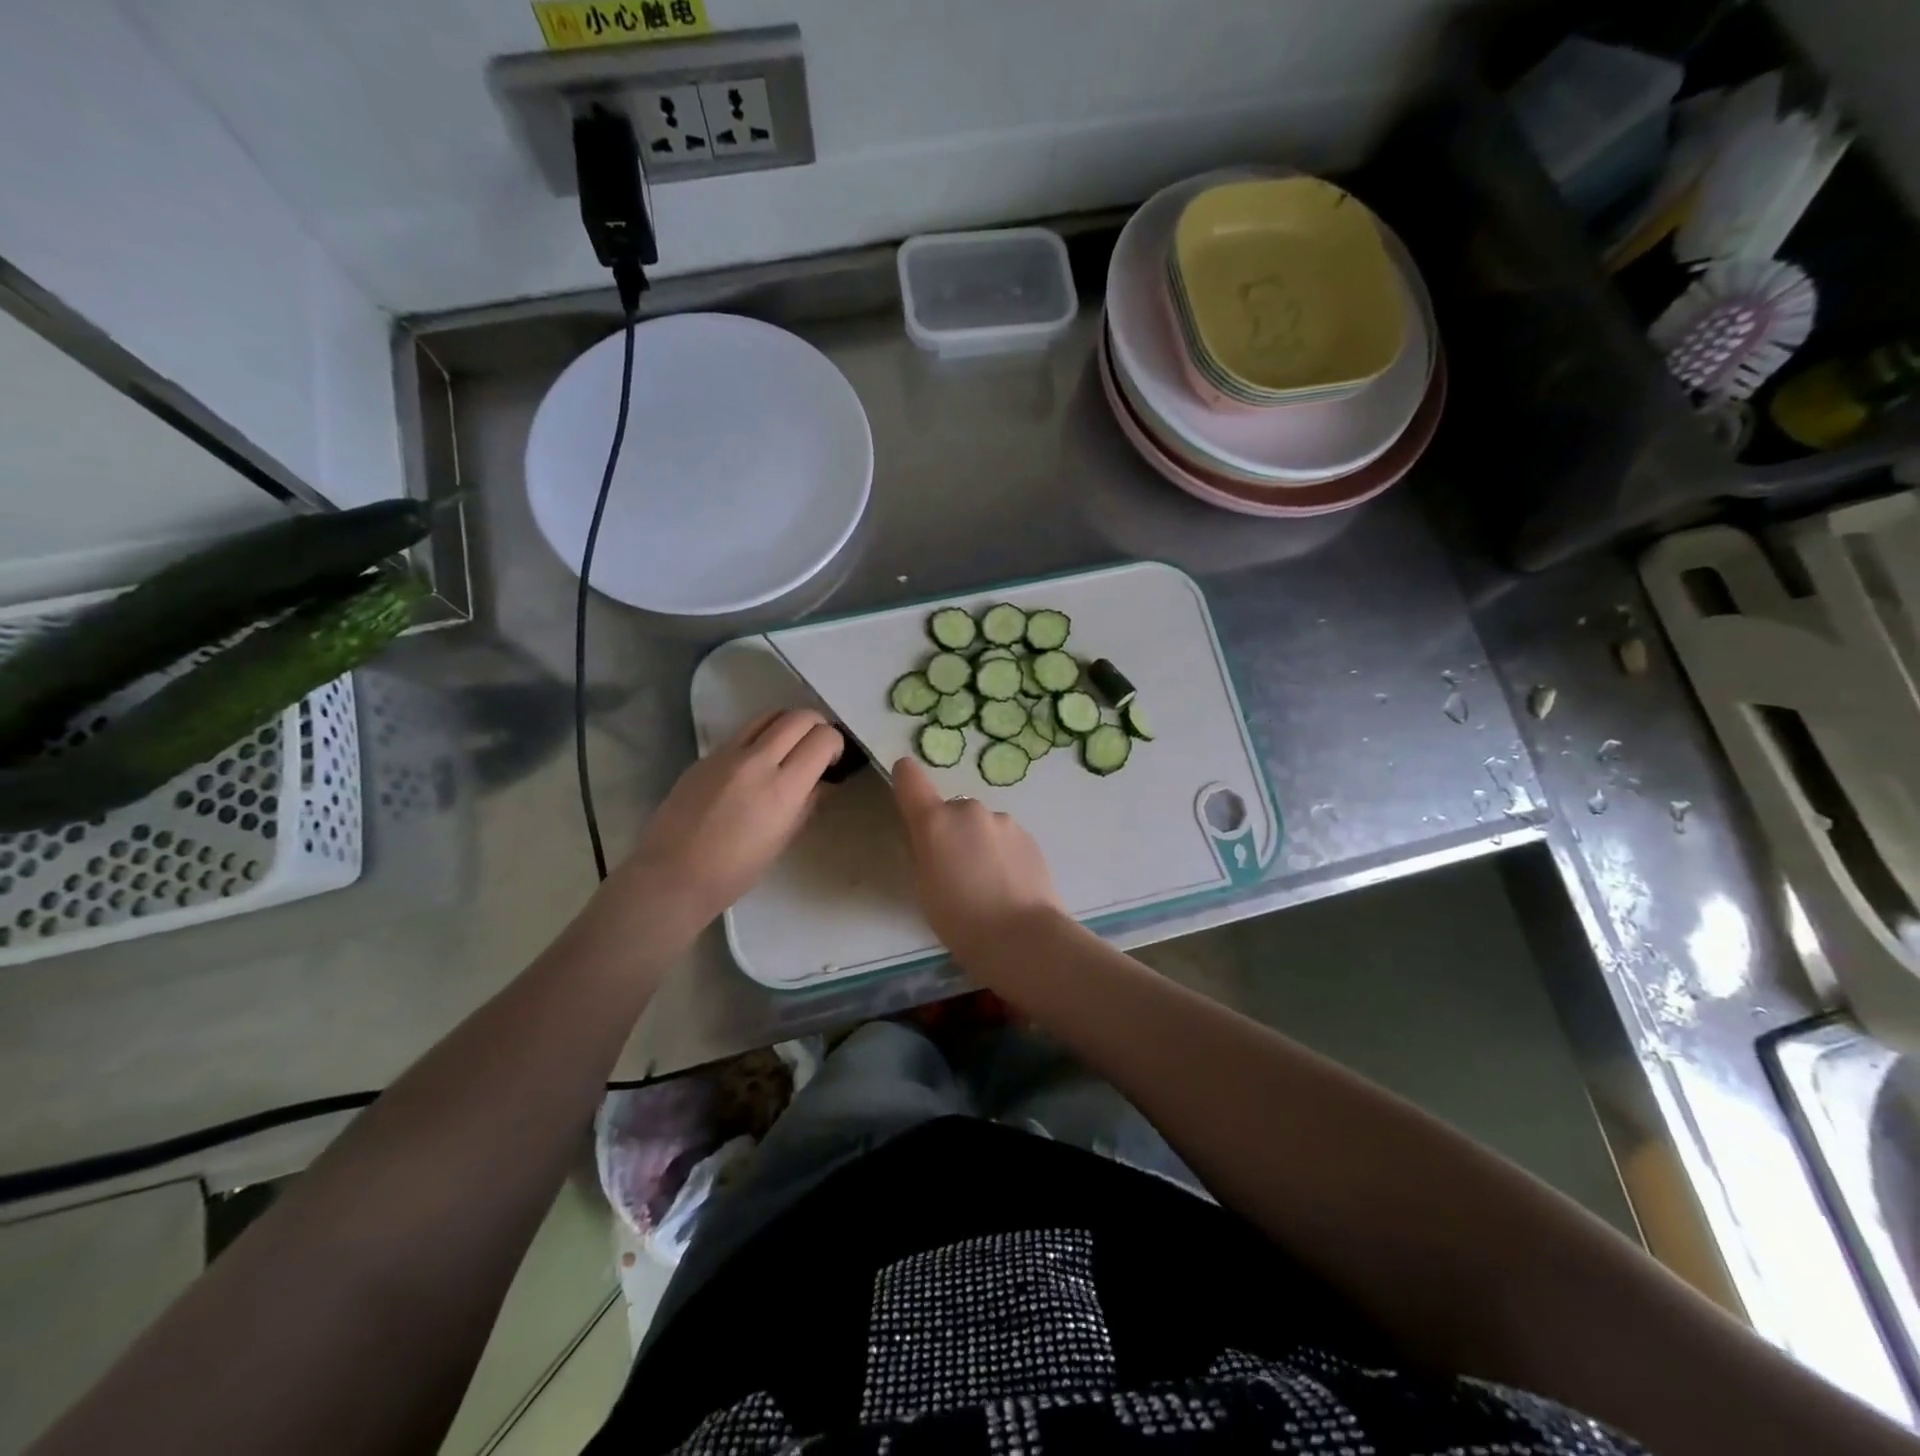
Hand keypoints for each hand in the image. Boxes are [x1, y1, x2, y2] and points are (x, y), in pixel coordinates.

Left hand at [620, 709, 843, 935]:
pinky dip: (761, 738)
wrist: (672, 875)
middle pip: (798, 716)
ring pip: (769, 715)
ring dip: (788, 725)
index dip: (835, 745)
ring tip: (788, 748)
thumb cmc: (734, 871)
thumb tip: (819, 782)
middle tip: (815, 749)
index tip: (831, 762)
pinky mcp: (706, 756)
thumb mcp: (782, 840)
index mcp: (782, 788)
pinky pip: (743, 732)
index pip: (823, 739)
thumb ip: (806, 803)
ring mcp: (727, 754)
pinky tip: (756, 764)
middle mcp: (756, 761)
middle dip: (816, 726)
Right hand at [890, 757, 1064, 959]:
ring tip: (986, 884)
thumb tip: (929, 838)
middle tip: (954, 871)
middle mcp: (969, 810)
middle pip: (950, 809)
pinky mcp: (1029, 835)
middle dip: (950, 831)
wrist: (1023, 937)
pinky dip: (1001, 853)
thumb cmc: (960, 920)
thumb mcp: (924, 887)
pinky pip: (1004, 837)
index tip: (908, 797)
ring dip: (978, 842)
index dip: (905, 780)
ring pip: (981, 825)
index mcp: (935, 821)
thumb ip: (922, 852)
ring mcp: (1003, 820)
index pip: (910, 777)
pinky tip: (1008, 885)